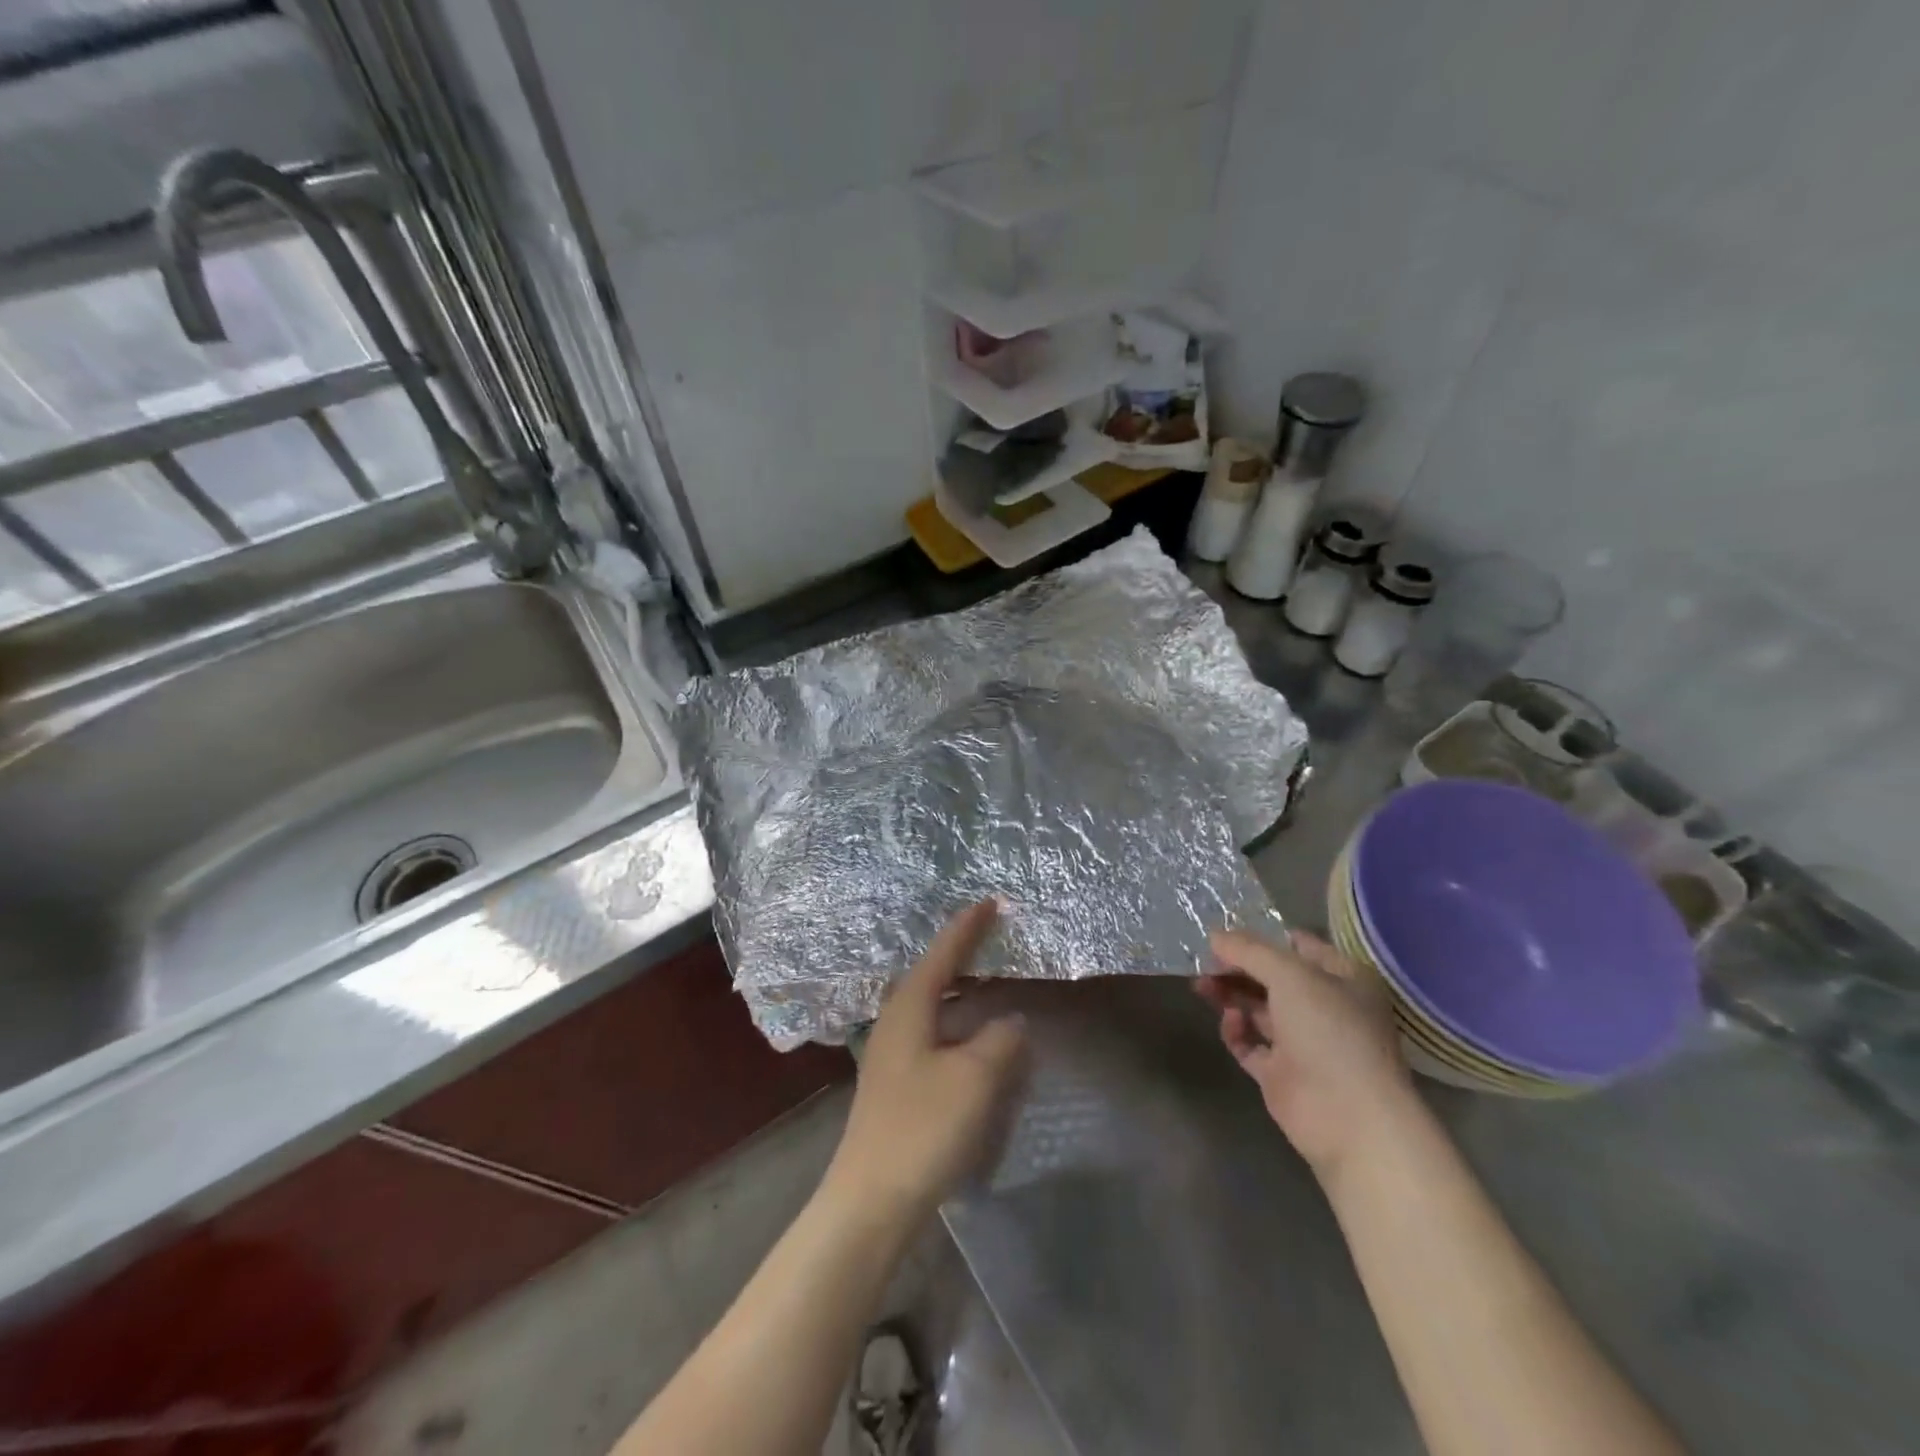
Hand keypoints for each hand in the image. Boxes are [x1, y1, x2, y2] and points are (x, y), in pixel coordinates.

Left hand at [824, 900, 1027, 1222]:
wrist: (870, 1200)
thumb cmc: (922, 1128)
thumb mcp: (974, 1079)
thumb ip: (1001, 1041)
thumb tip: (1012, 1022)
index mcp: (910, 1007)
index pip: (944, 953)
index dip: (968, 927)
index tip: (990, 901)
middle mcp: (897, 1021)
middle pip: (935, 975)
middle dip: (964, 955)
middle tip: (995, 938)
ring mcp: (893, 1053)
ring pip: (935, 1008)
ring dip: (964, 993)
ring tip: (992, 984)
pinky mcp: (898, 1082)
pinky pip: (936, 1036)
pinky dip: (960, 1027)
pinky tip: (978, 1042)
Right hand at [1198, 929, 1413, 1182]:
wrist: (1348, 1119)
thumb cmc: (1330, 1031)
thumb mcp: (1289, 975)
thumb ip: (1249, 951)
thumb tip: (1215, 935)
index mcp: (1344, 980)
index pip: (1300, 946)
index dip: (1264, 937)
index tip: (1225, 931)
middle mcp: (1326, 1008)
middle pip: (1273, 978)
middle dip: (1238, 967)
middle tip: (1204, 959)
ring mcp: (1304, 1043)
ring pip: (1258, 1009)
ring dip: (1231, 994)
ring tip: (1201, 984)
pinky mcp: (1281, 1073)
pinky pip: (1251, 1044)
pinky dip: (1236, 1031)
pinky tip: (1230, 1020)